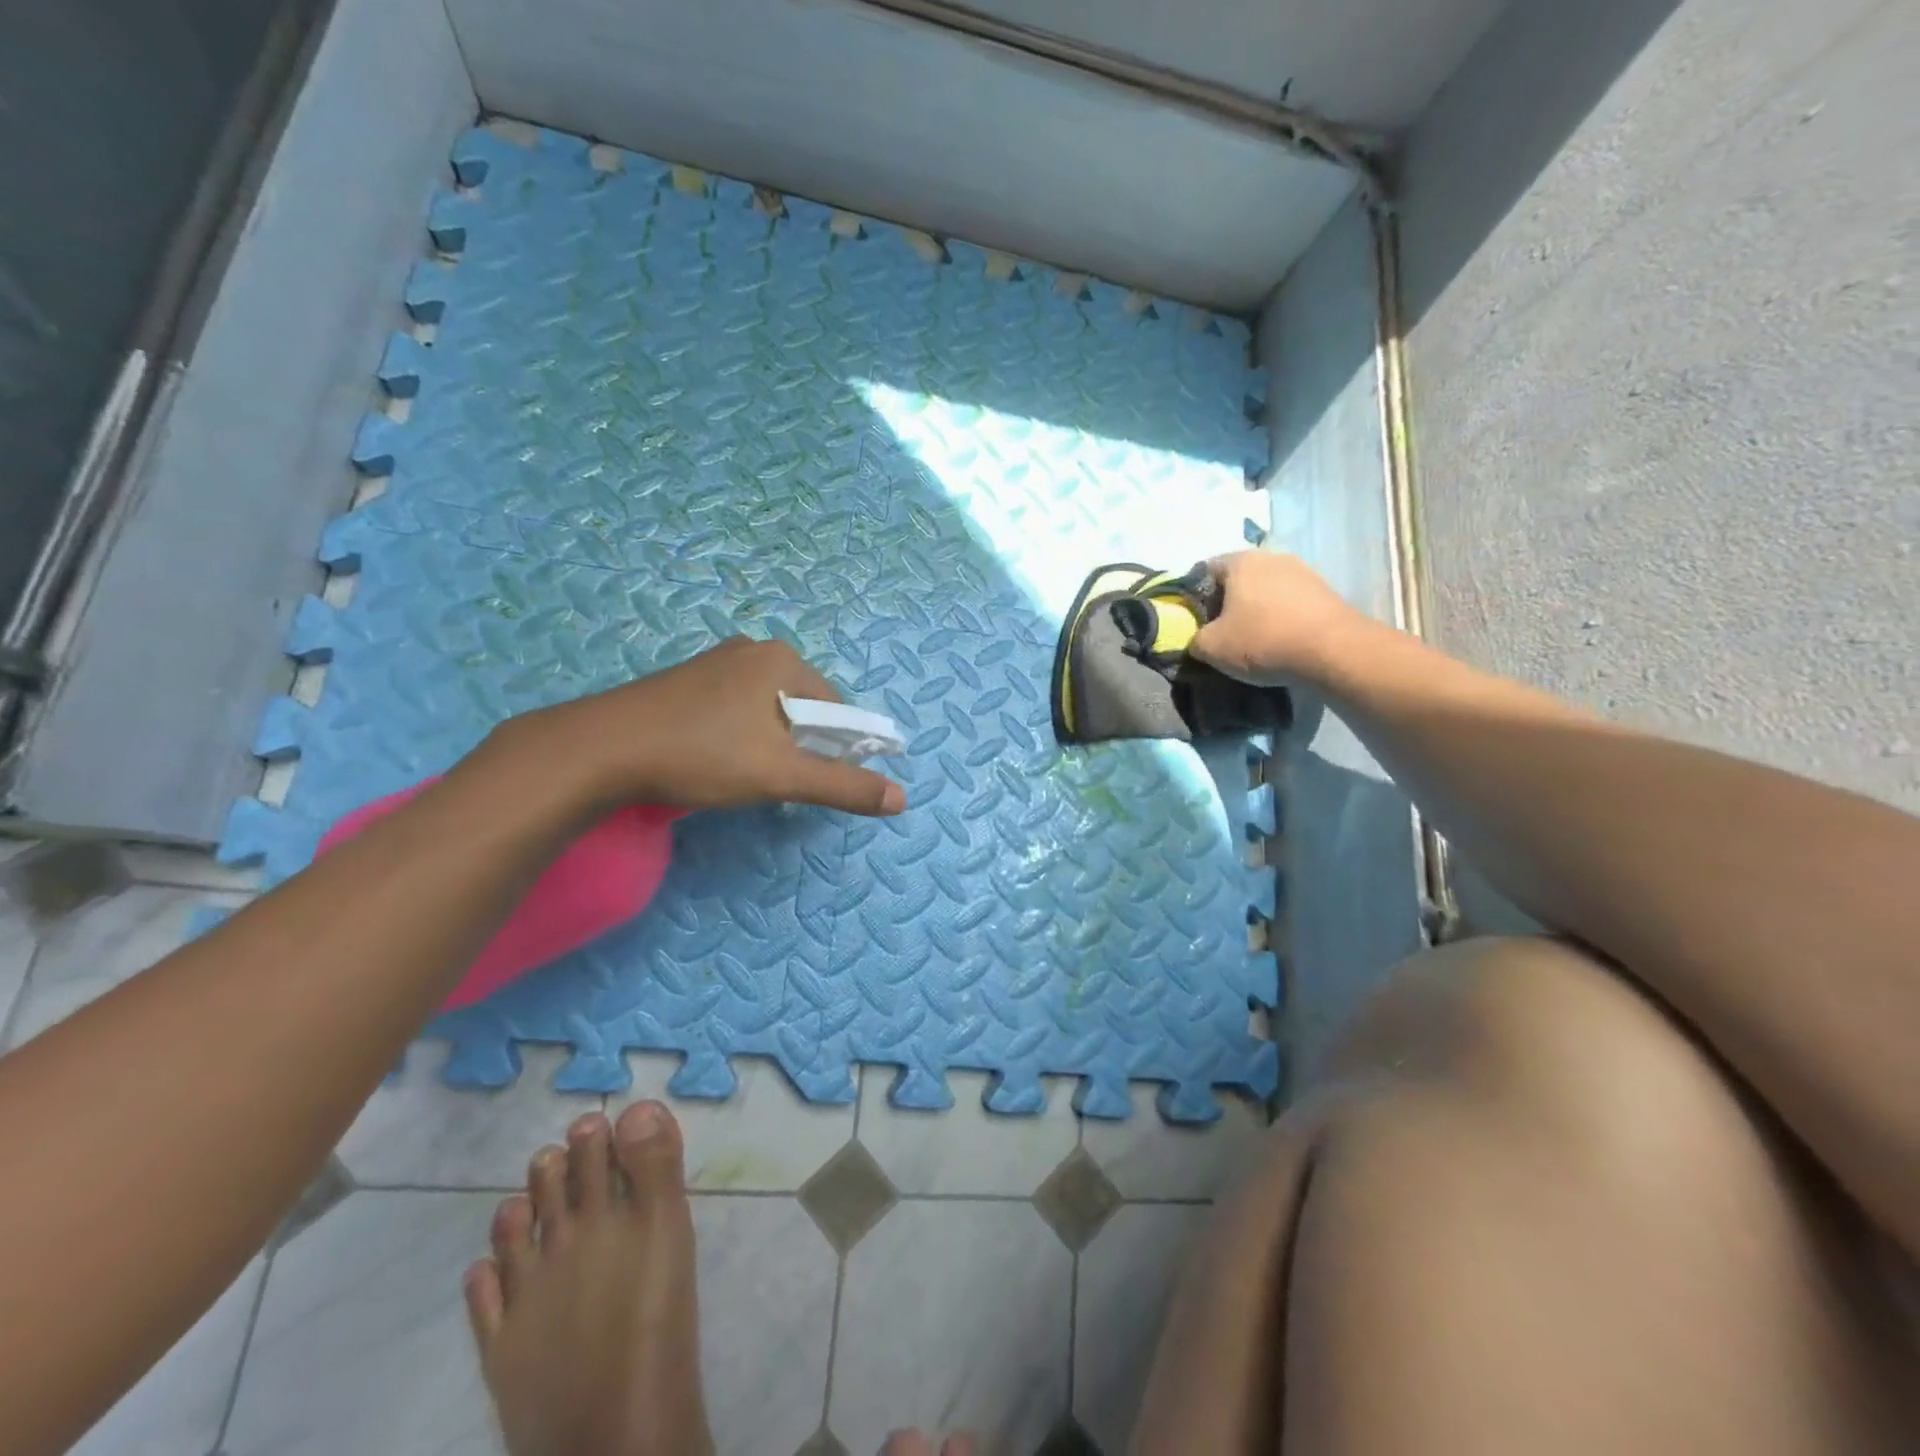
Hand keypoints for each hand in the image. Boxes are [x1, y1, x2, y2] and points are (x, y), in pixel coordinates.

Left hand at [494, 638, 905, 817]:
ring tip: (740, 774)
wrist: (601, 749)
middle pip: (801, 706)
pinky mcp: (686, 680)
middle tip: (773, 780)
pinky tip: (714, 758)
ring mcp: (715, 662)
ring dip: (768, 742)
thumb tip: (901, 799)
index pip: (835, 708)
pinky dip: (738, 734)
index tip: (811, 781)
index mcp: (782, 660)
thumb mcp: (781, 775)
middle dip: (798, 746)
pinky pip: (734, 707)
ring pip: (766, 709)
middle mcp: (752, 649)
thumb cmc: (702, 755)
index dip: (835, 749)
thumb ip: (843, 786)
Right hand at [1190, 551, 1363, 685]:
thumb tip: (1198, 640)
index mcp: (1239, 561)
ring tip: (1252, 640)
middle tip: (1220, 633)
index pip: (1203, 571)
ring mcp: (1302, 571)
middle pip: (1236, 579)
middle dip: (1226, 604)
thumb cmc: (1262, 640)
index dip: (1193, 597)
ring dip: (1255, 611)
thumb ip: (1194, 640)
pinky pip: (1289, 602)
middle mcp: (1271, 556)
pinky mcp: (1325, 591)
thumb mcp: (1211, 648)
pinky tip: (1279, 641)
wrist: (1334, 651)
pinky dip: (1280, 617)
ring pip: (1265, 590)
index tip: (1194, 622)